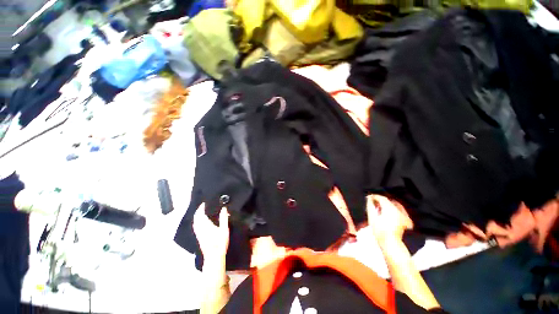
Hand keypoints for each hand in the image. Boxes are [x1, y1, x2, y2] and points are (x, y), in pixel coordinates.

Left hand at [193, 203, 229, 262]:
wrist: (213, 256)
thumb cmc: (220, 242)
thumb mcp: (224, 229)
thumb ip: (224, 218)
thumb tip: (223, 208)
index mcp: (206, 225)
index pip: (201, 214)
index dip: (201, 208)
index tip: (203, 203)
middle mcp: (200, 228)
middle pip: (196, 218)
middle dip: (198, 211)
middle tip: (201, 206)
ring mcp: (198, 234)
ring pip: (195, 223)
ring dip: (196, 217)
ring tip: (200, 212)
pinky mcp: (198, 238)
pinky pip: (195, 227)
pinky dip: (196, 222)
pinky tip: (199, 223)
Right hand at [367, 194, 412, 241]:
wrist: (390, 243)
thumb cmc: (379, 230)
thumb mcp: (372, 217)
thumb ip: (370, 206)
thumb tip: (369, 198)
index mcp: (390, 208)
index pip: (382, 198)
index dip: (375, 197)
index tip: (369, 197)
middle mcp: (398, 210)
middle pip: (388, 201)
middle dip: (380, 200)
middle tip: (373, 202)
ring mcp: (403, 215)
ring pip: (394, 204)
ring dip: (387, 204)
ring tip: (380, 207)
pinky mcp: (406, 220)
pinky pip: (400, 210)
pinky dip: (394, 208)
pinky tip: (389, 211)